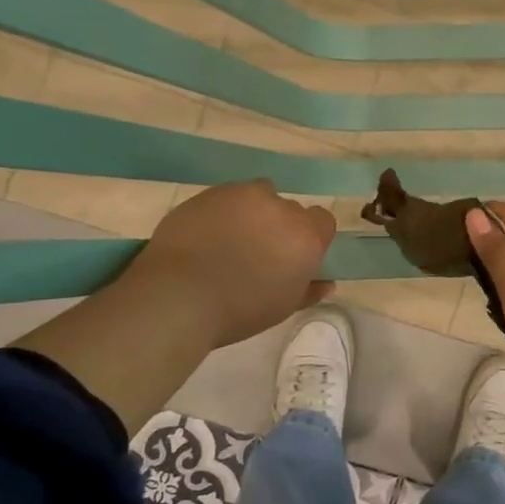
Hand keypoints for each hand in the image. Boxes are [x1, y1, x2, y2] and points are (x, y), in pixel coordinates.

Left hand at [126, 181, 334, 348]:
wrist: (178, 297)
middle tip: (260, 252)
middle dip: (280, 226)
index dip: (311, 236)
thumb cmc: (240, 310)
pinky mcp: (209, 193)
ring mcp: (242, 195)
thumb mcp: (283, 307)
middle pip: (290, 209)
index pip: (322, 221)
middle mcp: (280, 208)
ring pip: (258, 196)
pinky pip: (226, 198)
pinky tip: (206, 236)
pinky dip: (223, 212)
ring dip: (253, 213)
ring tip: (231, 240)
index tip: (293, 256)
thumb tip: (326, 282)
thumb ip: (309, 290)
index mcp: (305, 237)